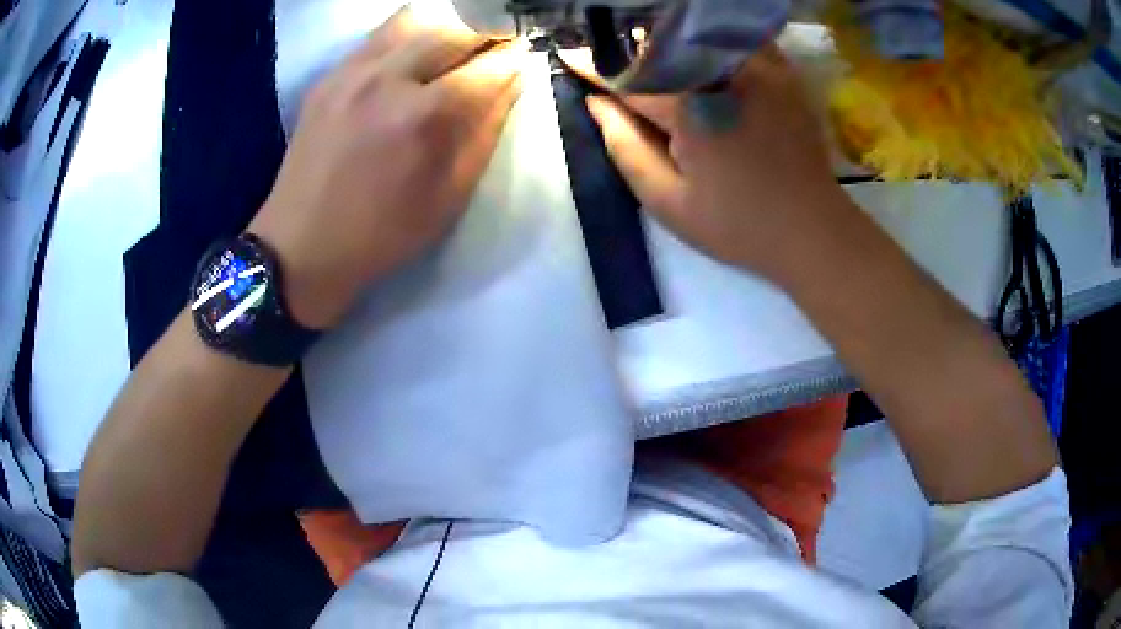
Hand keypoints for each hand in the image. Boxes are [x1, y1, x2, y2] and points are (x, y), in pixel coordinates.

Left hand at [249, 8, 522, 328]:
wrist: (301, 245)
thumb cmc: (383, 234)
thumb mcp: (450, 196)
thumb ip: (485, 132)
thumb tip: (511, 83)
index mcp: (424, 117)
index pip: (489, 65)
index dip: (514, 59)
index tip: (521, 62)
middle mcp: (388, 79)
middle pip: (455, 28)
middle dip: (485, 37)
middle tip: (489, 57)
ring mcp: (352, 71)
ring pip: (416, 18)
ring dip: (446, 29)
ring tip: (449, 54)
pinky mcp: (329, 76)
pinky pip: (379, 36)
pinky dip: (407, 38)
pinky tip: (409, 63)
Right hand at [574, 47, 854, 281]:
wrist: (812, 230)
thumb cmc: (738, 226)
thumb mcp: (668, 202)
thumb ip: (625, 148)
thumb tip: (597, 103)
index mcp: (691, 110)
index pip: (629, 78)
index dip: (595, 67)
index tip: (568, 54)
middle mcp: (725, 76)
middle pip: (662, 46)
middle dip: (630, 50)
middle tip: (612, 59)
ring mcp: (761, 69)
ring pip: (700, 35)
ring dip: (670, 39)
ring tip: (653, 52)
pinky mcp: (785, 74)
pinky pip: (740, 39)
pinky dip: (715, 39)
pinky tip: (703, 54)